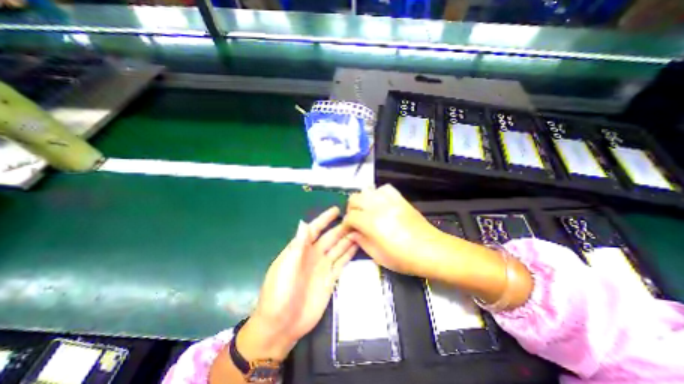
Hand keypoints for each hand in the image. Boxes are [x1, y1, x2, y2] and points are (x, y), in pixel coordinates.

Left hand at [238, 208, 357, 359]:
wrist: (281, 325)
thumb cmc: (279, 293)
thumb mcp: (285, 267)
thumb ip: (297, 246)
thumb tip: (303, 222)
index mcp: (300, 250)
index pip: (314, 229)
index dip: (324, 219)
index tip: (336, 210)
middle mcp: (313, 255)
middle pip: (330, 238)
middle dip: (341, 228)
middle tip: (355, 219)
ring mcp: (323, 267)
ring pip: (338, 248)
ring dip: (348, 239)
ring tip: (360, 230)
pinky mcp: (330, 279)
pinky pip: (341, 263)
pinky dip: (349, 254)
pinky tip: (357, 246)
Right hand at [341, 185, 443, 276]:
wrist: (431, 251)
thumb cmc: (403, 258)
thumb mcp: (377, 256)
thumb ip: (361, 242)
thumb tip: (353, 233)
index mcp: (371, 223)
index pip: (350, 216)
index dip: (346, 224)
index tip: (348, 230)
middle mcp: (378, 207)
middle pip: (355, 198)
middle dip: (351, 209)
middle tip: (355, 220)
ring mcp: (390, 201)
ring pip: (367, 190)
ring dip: (363, 200)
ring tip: (366, 210)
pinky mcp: (400, 199)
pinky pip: (384, 188)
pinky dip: (378, 194)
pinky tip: (380, 203)